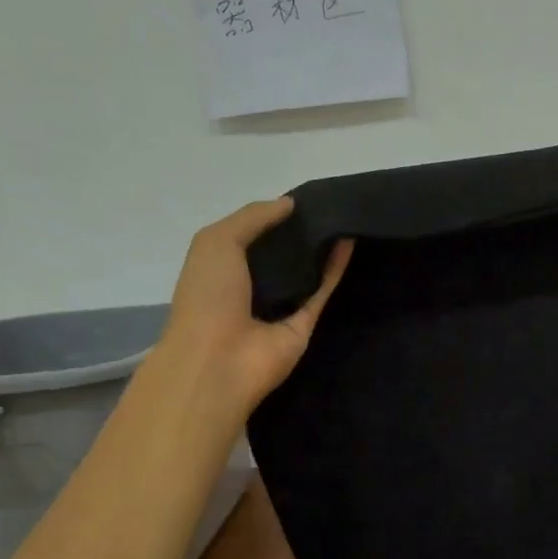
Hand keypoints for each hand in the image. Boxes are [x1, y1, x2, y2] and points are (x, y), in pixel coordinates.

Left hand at [150, 198, 351, 428]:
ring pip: (304, 273)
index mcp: (220, 268)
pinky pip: (322, 292)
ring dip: (320, 249)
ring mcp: (278, 308)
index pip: (248, 237)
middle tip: (325, 204)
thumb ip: (252, 217)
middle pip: (279, 255)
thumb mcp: (216, 242)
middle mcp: (249, 287)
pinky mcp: (304, 325)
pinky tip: (349, 241)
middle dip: (298, 232)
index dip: (270, 217)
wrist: (219, 360)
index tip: (297, 198)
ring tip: (342, 217)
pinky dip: (336, 268)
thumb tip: (290, 203)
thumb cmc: (208, 296)